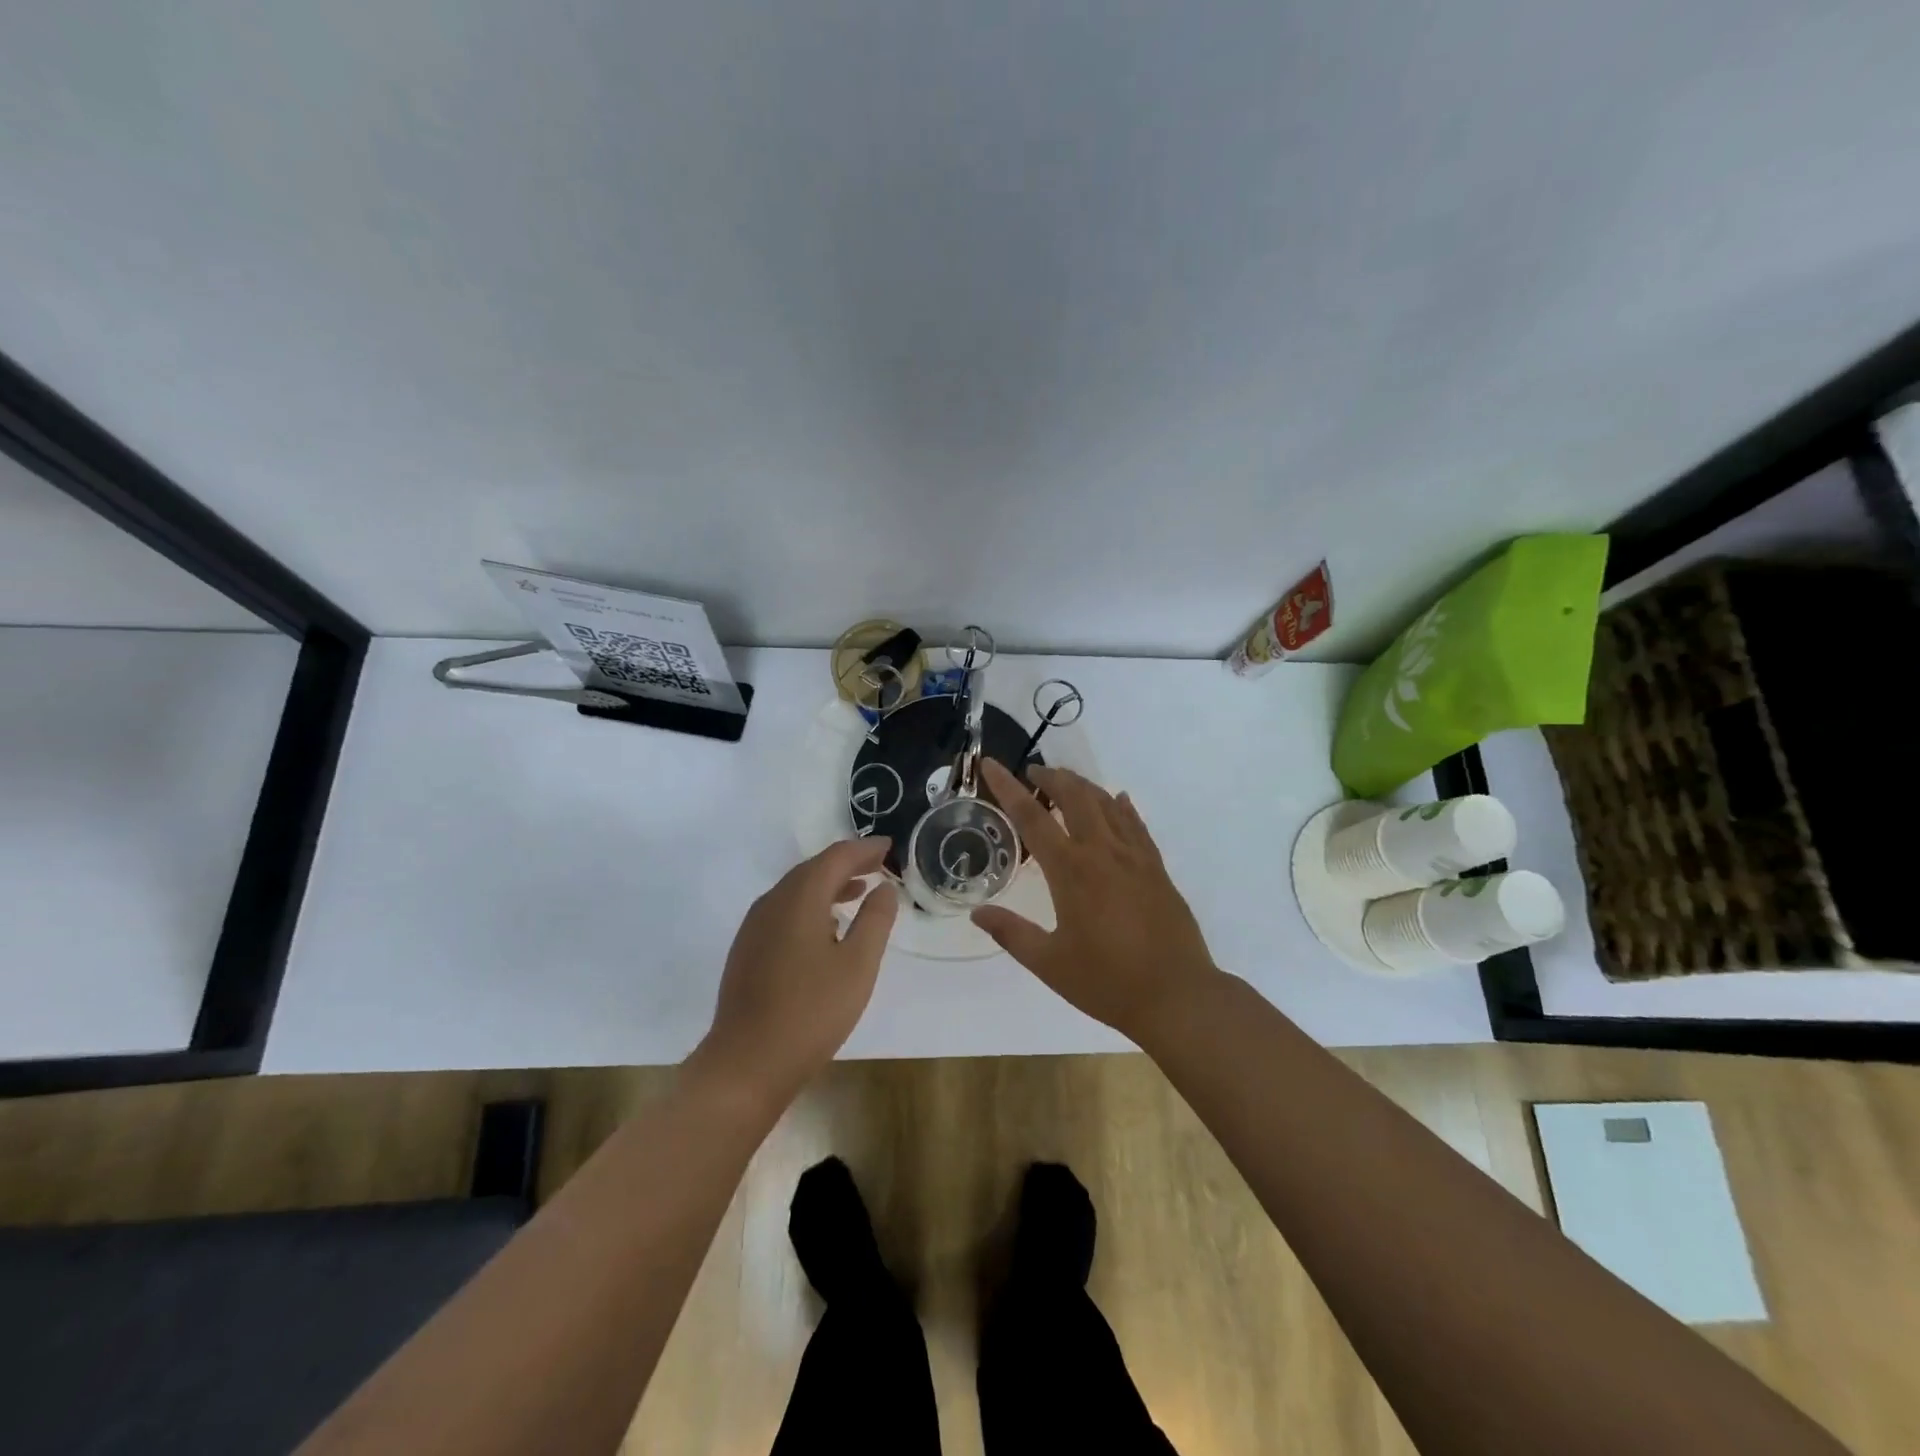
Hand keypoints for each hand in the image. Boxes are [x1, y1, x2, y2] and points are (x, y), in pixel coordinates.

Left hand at [694, 838, 898, 1108]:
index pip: (836, 857)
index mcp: (800, 898)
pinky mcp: (747, 949)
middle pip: (813, 869)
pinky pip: (784, 910)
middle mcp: (772, 902)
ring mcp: (755, 926)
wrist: (746, 1063)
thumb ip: (875, 920)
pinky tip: (826, 927)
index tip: (889, 847)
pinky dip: (810, 905)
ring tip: (859, 891)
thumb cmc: (811, 1012)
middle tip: (878, 865)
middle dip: (847, 863)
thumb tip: (884, 888)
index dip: (865, 849)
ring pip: (796, 890)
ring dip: (828, 884)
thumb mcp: (858, 965)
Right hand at [973, 759, 1219, 1044]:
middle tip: (1033, 774)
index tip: (990, 763)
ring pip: (1107, 803)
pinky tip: (1118, 800)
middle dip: (1051, 777)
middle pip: (1075, 796)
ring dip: (1083, 786)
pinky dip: (1122, 807)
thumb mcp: (1049, 963)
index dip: (1007, 787)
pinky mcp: (1157, 869)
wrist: (1177, 996)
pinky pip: (1136, 825)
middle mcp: (1102, 852)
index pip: (1032, 817)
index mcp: (1071, 871)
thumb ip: (1011, 933)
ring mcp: (1135, 857)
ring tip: (1066, 783)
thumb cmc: (1107, 982)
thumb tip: (977, 913)